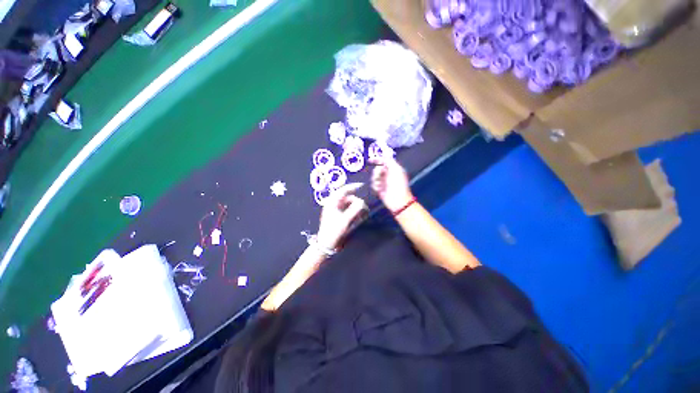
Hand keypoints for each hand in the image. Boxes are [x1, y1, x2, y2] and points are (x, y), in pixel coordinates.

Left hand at [317, 183, 366, 249]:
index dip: (352, 186)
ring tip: (360, 216)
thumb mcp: (345, 220)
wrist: (326, 243)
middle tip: (364, 210)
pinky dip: (353, 212)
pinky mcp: (338, 215)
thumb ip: (354, 210)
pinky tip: (357, 218)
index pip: (343, 190)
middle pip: (348, 198)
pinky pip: (348, 210)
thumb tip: (362, 202)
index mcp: (332, 202)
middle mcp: (334, 204)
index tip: (362, 185)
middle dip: (357, 202)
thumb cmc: (334, 231)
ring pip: (349, 204)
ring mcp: (336, 209)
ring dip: (356, 208)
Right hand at [370, 156, 412, 211]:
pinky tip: (380, 190)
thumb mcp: (396, 169)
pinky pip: (373, 184)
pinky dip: (376, 186)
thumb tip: (384, 155)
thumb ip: (389, 161)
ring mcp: (383, 182)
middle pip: (377, 169)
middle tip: (381, 177)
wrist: (397, 199)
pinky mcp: (379, 189)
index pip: (384, 161)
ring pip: (374, 177)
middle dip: (377, 173)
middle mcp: (388, 174)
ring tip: (381, 186)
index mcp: (393, 168)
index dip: (377, 160)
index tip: (369, 160)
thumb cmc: (398, 184)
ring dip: (376, 180)